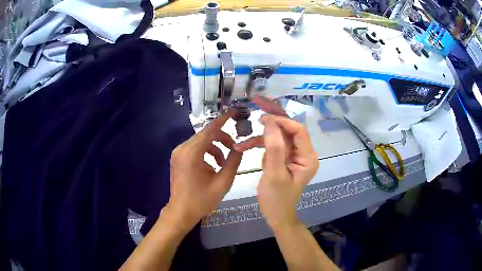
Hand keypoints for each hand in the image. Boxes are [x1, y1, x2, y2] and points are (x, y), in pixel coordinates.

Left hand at [166, 110, 242, 229]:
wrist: (181, 211)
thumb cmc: (202, 200)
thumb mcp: (223, 182)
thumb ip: (233, 162)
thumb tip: (240, 147)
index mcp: (192, 153)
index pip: (210, 130)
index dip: (223, 120)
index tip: (234, 111)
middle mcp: (182, 149)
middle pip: (205, 134)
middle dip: (222, 138)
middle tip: (234, 148)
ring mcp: (178, 153)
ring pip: (200, 141)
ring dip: (214, 147)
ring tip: (223, 163)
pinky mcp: (177, 158)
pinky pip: (194, 148)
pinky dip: (206, 153)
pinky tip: (212, 166)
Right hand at [235, 98, 318, 227]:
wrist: (277, 216)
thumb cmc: (277, 200)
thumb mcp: (274, 175)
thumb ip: (274, 148)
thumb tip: (270, 122)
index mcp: (307, 157)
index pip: (297, 130)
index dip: (281, 120)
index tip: (263, 117)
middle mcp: (303, 153)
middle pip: (289, 128)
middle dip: (273, 117)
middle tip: (258, 101)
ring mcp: (294, 155)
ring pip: (279, 136)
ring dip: (261, 136)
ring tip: (244, 137)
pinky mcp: (284, 158)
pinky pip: (273, 145)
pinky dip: (260, 145)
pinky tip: (245, 148)